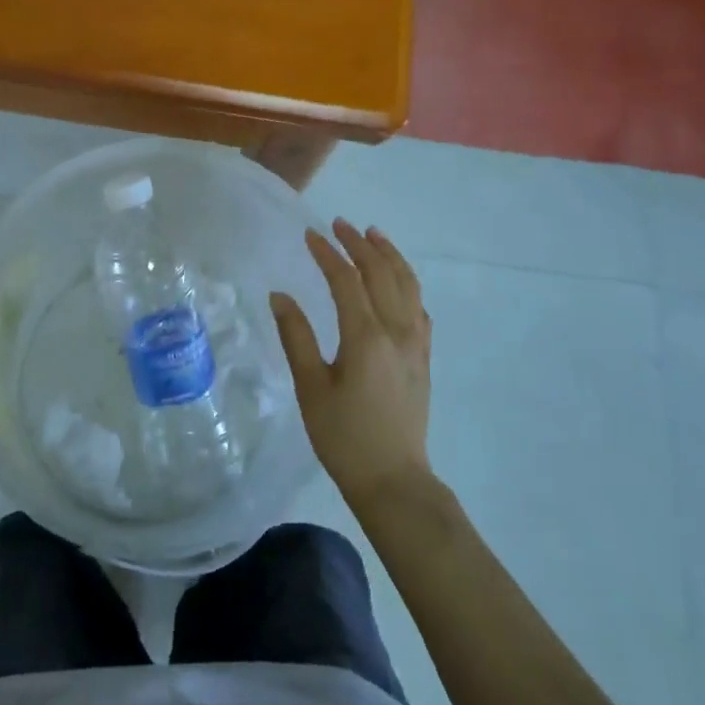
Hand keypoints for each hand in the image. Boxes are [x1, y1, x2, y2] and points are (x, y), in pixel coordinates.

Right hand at [270, 219, 432, 510]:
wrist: (394, 480)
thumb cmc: (344, 437)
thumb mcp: (311, 388)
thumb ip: (296, 338)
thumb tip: (280, 296)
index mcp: (366, 337)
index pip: (347, 280)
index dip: (328, 254)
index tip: (310, 235)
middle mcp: (397, 331)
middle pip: (381, 273)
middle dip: (359, 244)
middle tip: (339, 224)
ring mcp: (416, 342)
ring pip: (407, 284)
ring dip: (389, 255)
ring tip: (372, 235)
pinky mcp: (424, 356)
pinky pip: (419, 306)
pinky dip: (407, 282)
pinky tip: (396, 281)